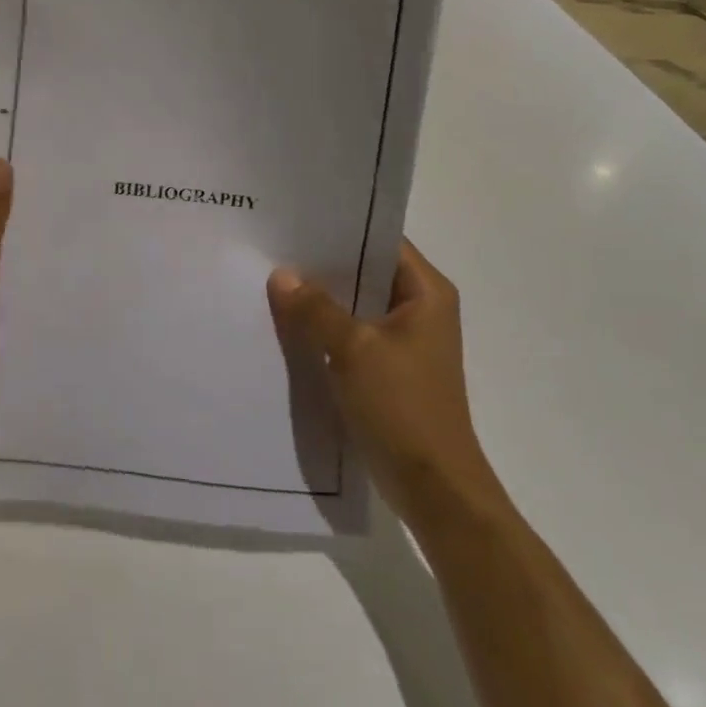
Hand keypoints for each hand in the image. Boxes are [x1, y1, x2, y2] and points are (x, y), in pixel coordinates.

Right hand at [267, 239, 499, 525]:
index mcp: (426, 292)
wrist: (434, 488)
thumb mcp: (354, 350)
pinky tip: (286, 323)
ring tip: (272, 279)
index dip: (342, 228)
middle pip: (365, 271)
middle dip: (322, 263)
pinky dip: (324, 327)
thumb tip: (281, 275)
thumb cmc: (403, 408)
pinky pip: (350, 333)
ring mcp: (403, 340)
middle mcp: (419, 308)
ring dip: (320, 298)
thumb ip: (316, 309)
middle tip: (273, 246)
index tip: (296, 219)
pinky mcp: (387, 367)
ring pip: (355, 303)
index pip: (381, 240)